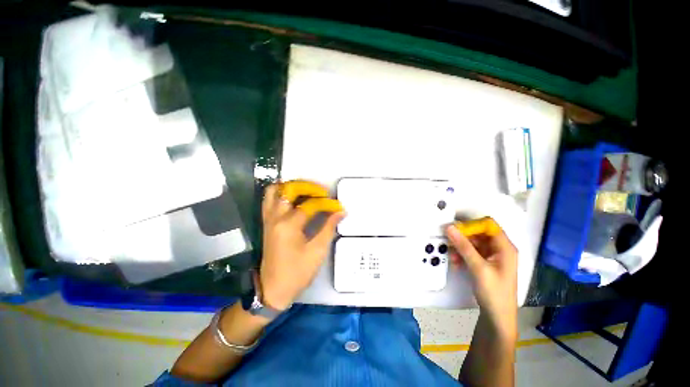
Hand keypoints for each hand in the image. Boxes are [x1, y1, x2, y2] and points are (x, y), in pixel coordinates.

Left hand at [259, 183, 344, 309]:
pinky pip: (269, 200)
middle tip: (322, 192)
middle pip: (289, 190)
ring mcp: (268, 219)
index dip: (326, 203)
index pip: (310, 205)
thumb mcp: (317, 251)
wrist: (273, 289)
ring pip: (275, 191)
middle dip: (308, 187)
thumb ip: (329, 227)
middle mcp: (276, 217)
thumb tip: (340, 212)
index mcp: (289, 225)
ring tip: (307, 190)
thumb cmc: (297, 272)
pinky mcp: (266, 223)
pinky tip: (294, 197)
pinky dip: (281, 193)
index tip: (337, 206)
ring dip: (291, 186)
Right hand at [445, 220, 517, 339]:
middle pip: (479, 233)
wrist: (497, 317)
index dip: (472, 224)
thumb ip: (464, 246)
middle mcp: (499, 249)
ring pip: (472, 243)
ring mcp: (492, 256)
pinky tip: (456, 264)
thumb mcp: (478, 268)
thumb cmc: (494, 292)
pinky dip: (462, 255)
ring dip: (460, 248)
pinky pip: (471, 252)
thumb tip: (450, 227)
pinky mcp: (485, 263)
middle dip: (463, 238)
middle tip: (449, 242)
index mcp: (505, 247)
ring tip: (452, 257)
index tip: (455, 229)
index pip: (488, 225)